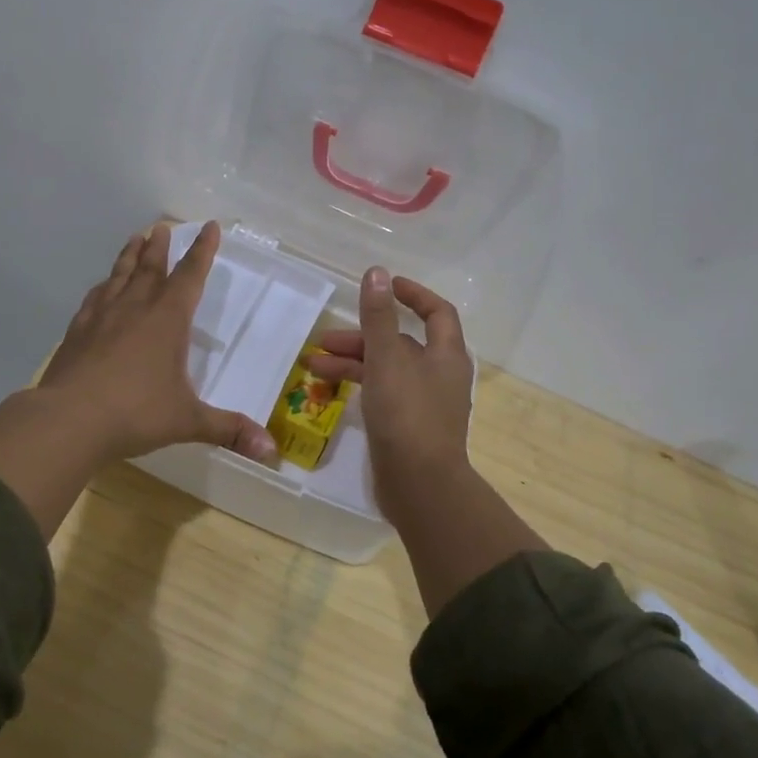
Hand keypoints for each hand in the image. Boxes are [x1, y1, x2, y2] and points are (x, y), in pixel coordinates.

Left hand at [39, 220, 278, 464]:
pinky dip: (103, 287)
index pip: (191, 275)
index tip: (209, 226)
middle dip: (160, 246)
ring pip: (120, 275)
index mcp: (168, 319)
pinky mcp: (77, 331)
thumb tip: (271, 451)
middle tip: (161, 226)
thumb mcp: (188, 421)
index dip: (203, 250)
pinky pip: (94, 299)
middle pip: (151, 267)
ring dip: (130, 256)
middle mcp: (135, 308)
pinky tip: (101, 288)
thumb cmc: (136, 413)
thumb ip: (229, 430)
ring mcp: (102, 317)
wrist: (69, 419)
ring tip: (135, 238)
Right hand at [306, 268, 473, 522]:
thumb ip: (379, 317)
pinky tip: (330, 390)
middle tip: (325, 339)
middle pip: (401, 344)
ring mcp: (424, 403)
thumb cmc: (407, 414)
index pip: (436, 312)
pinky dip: (359, 387)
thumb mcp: (387, 359)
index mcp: (446, 355)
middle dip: (362, 337)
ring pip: (387, 370)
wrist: (420, 486)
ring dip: (352, 364)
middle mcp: (439, 375)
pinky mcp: (408, 426)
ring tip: (312, 366)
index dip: (412, 294)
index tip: (384, 285)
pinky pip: (382, 394)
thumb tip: (377, 272)